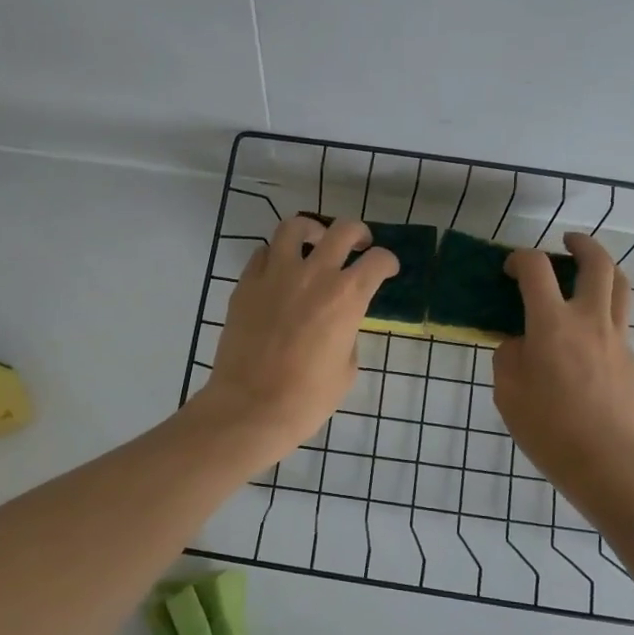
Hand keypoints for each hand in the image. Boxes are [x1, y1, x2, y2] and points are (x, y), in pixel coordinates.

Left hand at [196, 214, 396, 468]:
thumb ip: (347, 334)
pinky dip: (275, 256)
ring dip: (311, 230)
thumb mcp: (346, 369)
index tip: (386, 269)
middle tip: (358, 244)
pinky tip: (279, 271)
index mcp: (347, 296)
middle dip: (357, 233)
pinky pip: (262, 254)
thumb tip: (338, 323)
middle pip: (342, 230)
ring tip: (314, 242)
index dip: (387, 262)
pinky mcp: (246, 284)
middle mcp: (314, 274)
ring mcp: (276, 275)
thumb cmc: (307, 398)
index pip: (378, 261)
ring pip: (294, 227)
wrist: (251, 407)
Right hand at [492, 233, 633, 492]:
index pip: (536, 268)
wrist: (607, 464)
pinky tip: (588, 333)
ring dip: (604, 268)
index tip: (511, 269)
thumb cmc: (548, 428)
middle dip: (581, 244)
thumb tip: (520, 342)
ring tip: (588, 273)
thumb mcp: (507, 392)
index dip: (520, 258)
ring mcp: (617, 338)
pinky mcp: (631, 359)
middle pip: (597, 262)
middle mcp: (589, 319)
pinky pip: (620, 320)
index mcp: (552, 323)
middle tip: (567, 243)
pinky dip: (605, 310)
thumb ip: (508, 356)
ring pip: (620, 285)